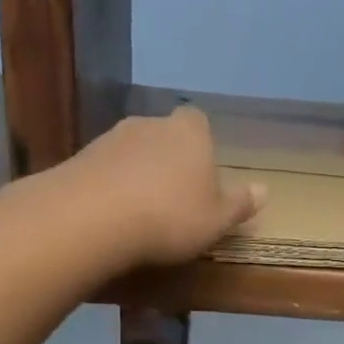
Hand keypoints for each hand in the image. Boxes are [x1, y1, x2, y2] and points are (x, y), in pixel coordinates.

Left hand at [55, 107, 264, 268]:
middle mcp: (150, 124)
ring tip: (139, 212)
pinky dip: (109, 187)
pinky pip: (104, 170)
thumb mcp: (216, 220)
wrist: (91, 218)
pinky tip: (110, 216)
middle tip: (173, 197)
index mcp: (189, 132)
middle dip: (168, 159)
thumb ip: (239, 204)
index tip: (201, 174)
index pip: (198, 122)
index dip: (201, 146)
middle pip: (164, 135)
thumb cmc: (169, 217)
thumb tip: (264, 190)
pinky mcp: (79, 158)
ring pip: (132, 152)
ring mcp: (110, 138)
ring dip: (136, 173)